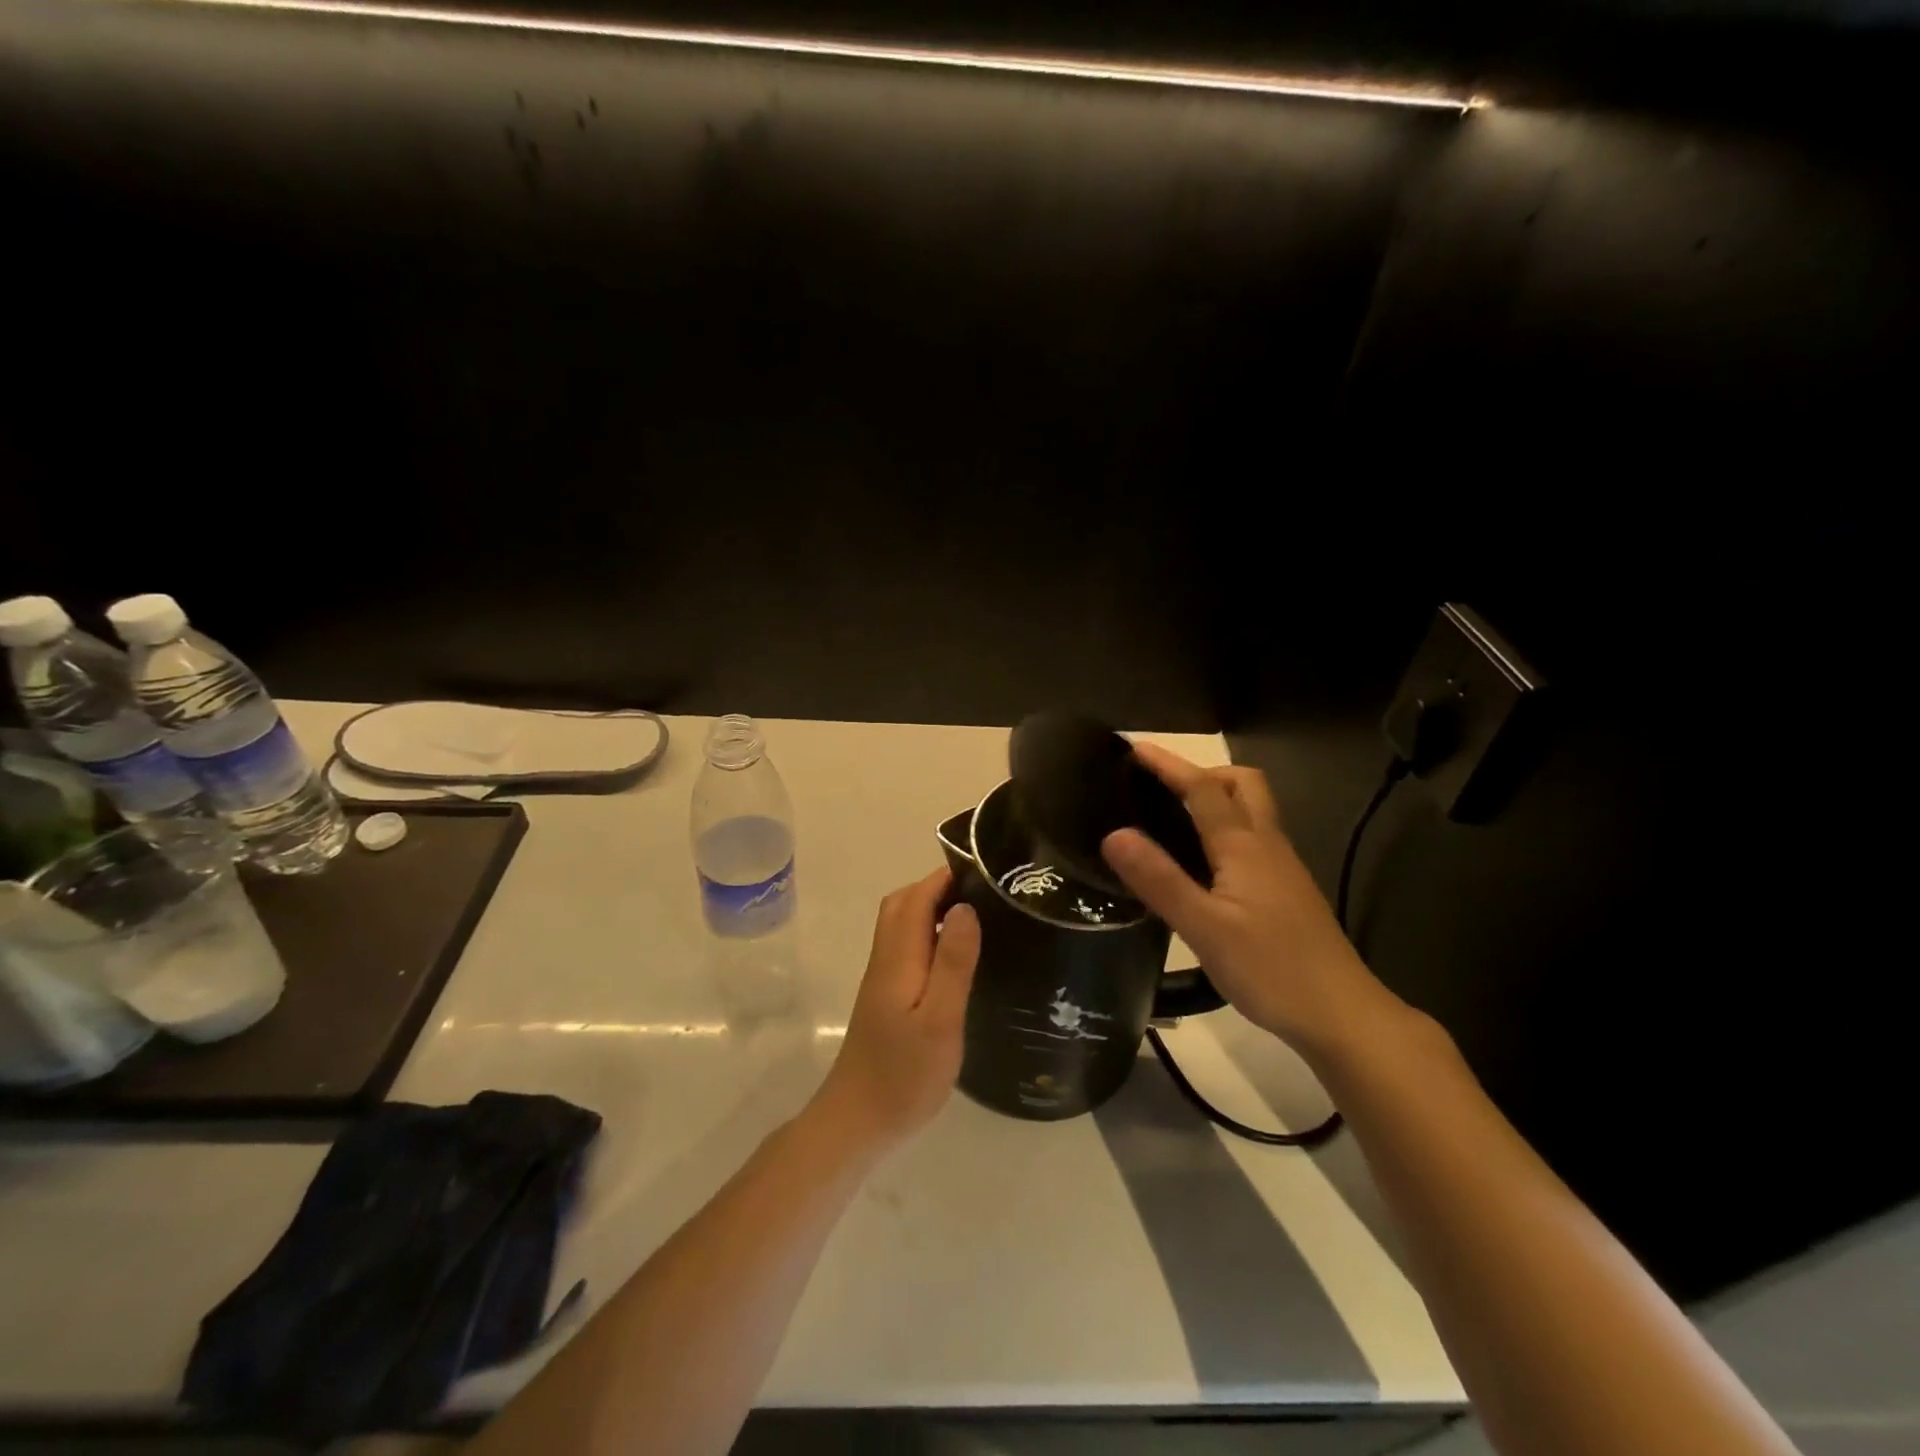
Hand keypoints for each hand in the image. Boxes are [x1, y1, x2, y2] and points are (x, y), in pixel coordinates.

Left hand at [809, 869, 980, 1152]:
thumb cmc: (903, 1075)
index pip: (916, 898)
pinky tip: (955, 957)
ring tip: (977, 917)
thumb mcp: (939, 1021)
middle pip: (903, 904)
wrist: (857, 1122)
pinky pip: (906, 947)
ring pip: (902, 925)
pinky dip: (929, 935)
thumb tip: (965, 907)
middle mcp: (885, 959)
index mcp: (898, 958)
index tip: (984, 871)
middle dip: (938, 887)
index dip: (945, 877)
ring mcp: (882, 979)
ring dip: (932, 909)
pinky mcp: (886, 998)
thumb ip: (951, 962)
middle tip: (983, 892)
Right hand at [1102, 743, 1399, 1061]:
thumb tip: (1114, 834)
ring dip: (1216, 799)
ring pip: (1251, 812)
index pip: (1203, 788)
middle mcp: (1267, 846)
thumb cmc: (1271, 969)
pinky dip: (1225, 830)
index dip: (1168, 765)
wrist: (1342, 1015)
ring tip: (1173, 818)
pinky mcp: (1286, 892)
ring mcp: (1282, 868)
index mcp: (1244, 846)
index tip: (1134, 747)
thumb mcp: (1204, 928)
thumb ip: (1159, 880)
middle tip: (1162, 788)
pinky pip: (1253, 839)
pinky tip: (1203, 864)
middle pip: (1243, 785)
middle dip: (1203, 773)